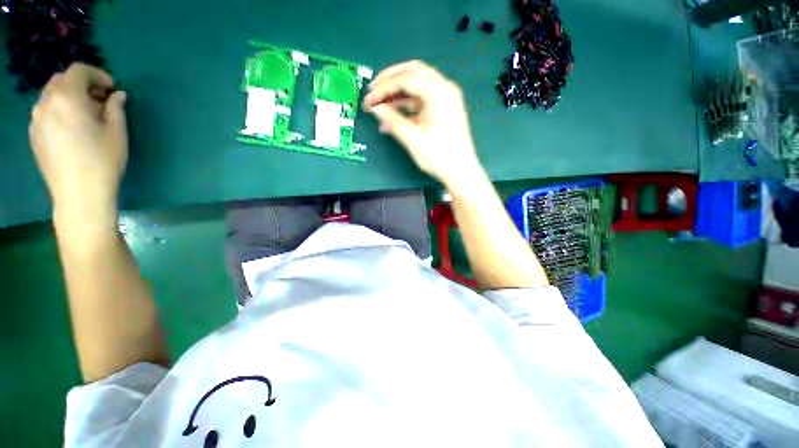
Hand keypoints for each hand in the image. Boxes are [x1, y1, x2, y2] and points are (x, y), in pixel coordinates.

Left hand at [29, 63, 127, 220]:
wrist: (79, 194)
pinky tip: (72, 128)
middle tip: (100, 101)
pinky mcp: (34, 134)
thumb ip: (115, 108)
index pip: (79, 71)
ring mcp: (36, 119)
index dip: (97, 74)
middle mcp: (46, 102)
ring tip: (86, 116)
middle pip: (62, 80)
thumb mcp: (117, 133)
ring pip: (52, 95)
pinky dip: (60, 110)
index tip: (111, 89)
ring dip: (70, 97)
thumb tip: (117, 95)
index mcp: (67, 98)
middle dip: (82, 85)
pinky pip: (46, 111)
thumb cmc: (102, 161)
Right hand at [364, 61, 482, 187]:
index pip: (405, 79)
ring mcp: (445, 99)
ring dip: (397, 94)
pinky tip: (393, 117)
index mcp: (439, 92)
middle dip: (390, 80)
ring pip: (417, 86)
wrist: (460, 171)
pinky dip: (406, 106)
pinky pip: (421, 101)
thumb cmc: (440, 156)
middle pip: (413, 73)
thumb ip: (393, 121)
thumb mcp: (413, 139)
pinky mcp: (442, 110)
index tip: (369, 99)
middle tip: (374, 90)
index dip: (383, 88)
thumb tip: (376, 109)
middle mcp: (444, 89)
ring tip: (381, 105)